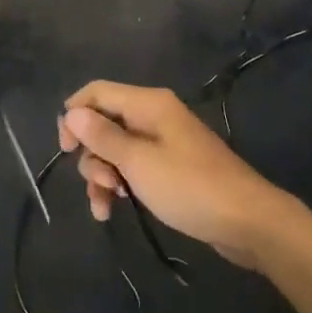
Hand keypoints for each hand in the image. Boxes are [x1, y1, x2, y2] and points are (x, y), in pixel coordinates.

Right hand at [60, 83, 293, 269]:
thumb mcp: (138, 163)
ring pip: (115, 150)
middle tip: (102, 184)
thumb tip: (72, 112)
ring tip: (107, 205)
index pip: (97, 92)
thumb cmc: (189, 187)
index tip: (65, 149)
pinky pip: (133, 168)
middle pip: (103, 123)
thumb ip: (103, 137)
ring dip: (102, 176)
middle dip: (92, 155)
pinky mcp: (170, 168)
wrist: (247, 220)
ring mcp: (163, 142)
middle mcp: (154, 116)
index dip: (74, 116)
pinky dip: (119, 185)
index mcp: (148, 104)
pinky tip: (111, 211)